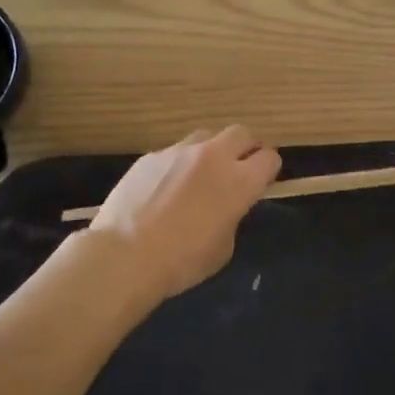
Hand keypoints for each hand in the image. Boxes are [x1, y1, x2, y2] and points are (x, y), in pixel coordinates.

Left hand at [81, 126, 280, 306]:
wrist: (124, 256)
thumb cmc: (182, 261)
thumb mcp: (223, 247)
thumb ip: (232, 216)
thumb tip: (226, 207)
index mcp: (240, 181)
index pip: (270, 158)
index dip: (268, 171)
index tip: (261, 184)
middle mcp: (214, 157)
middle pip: (242, 133)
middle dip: (245, 149)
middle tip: (237, 170)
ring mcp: (180, 152)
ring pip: (207, 136)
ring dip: (212, 151)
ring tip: (200, 176)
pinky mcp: (151, 156)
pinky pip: (174, 152)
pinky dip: (179, 165)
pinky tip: (164, 189)